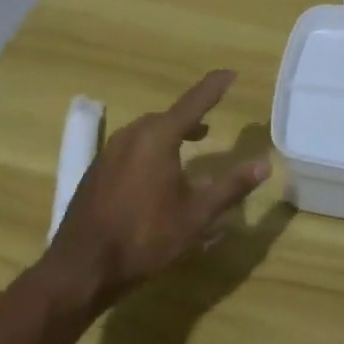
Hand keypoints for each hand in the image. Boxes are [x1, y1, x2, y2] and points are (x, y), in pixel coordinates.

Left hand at [38, 70, 270, 312]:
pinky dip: (149, 150)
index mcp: (158, 137)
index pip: (194, 101)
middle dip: (191, 118)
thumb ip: (231, 187)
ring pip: (147, 132)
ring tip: (186, 150)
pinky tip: (154, 176)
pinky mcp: (96, 171)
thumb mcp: (196, 216)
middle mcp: (132, 135)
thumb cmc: (144, 238)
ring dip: (169, 135)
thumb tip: (264, 165)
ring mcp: (109, 152)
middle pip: (168, 117)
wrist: (79, 270)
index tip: (231, 73)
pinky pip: (130, 148)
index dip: (214, 86)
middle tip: (209, 126)